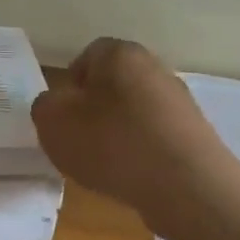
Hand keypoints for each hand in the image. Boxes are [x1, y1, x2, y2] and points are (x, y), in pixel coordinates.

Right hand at [30, 38, 239, 227]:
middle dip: (94, 110)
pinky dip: (141, 153)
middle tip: (79, 141)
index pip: (88, 56)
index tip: (63, 117)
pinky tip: (133, 176)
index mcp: (120, 54)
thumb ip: (45, 106)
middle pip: (114, 84)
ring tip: (106, 165)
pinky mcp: (195, 134)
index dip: (70, 86)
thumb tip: (56, 104)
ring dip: (118, 133)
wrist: (185, 185)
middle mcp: (155, 68)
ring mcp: (179, 102)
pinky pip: (155, 137)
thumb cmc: (112, 143)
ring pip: (135, 112)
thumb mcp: (54, 123)